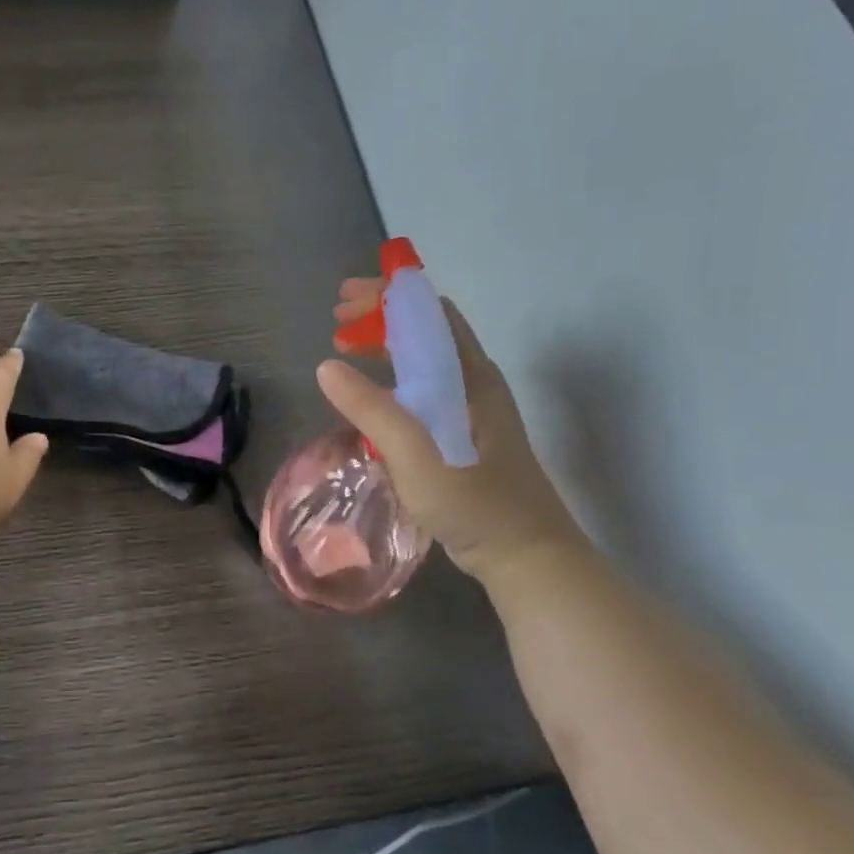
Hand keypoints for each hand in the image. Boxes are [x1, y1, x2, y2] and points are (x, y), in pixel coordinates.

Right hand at [317, 280, 584, 583]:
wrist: (526, 556)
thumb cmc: (475, 502)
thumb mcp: (417, 455)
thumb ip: (372, 409)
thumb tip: (326, 366)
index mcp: (469, 375)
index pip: (430, 312)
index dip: (387, 298)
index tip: (345, 303)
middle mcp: (473, 382)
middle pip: (425, 330)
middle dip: (379, 317)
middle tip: (336, 322)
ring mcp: (471, 409)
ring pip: (424, 360)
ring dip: (384, 347)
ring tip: (344, 352)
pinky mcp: (463, 435)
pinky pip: (423, 390)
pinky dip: (392, 380)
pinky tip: (371, 399)